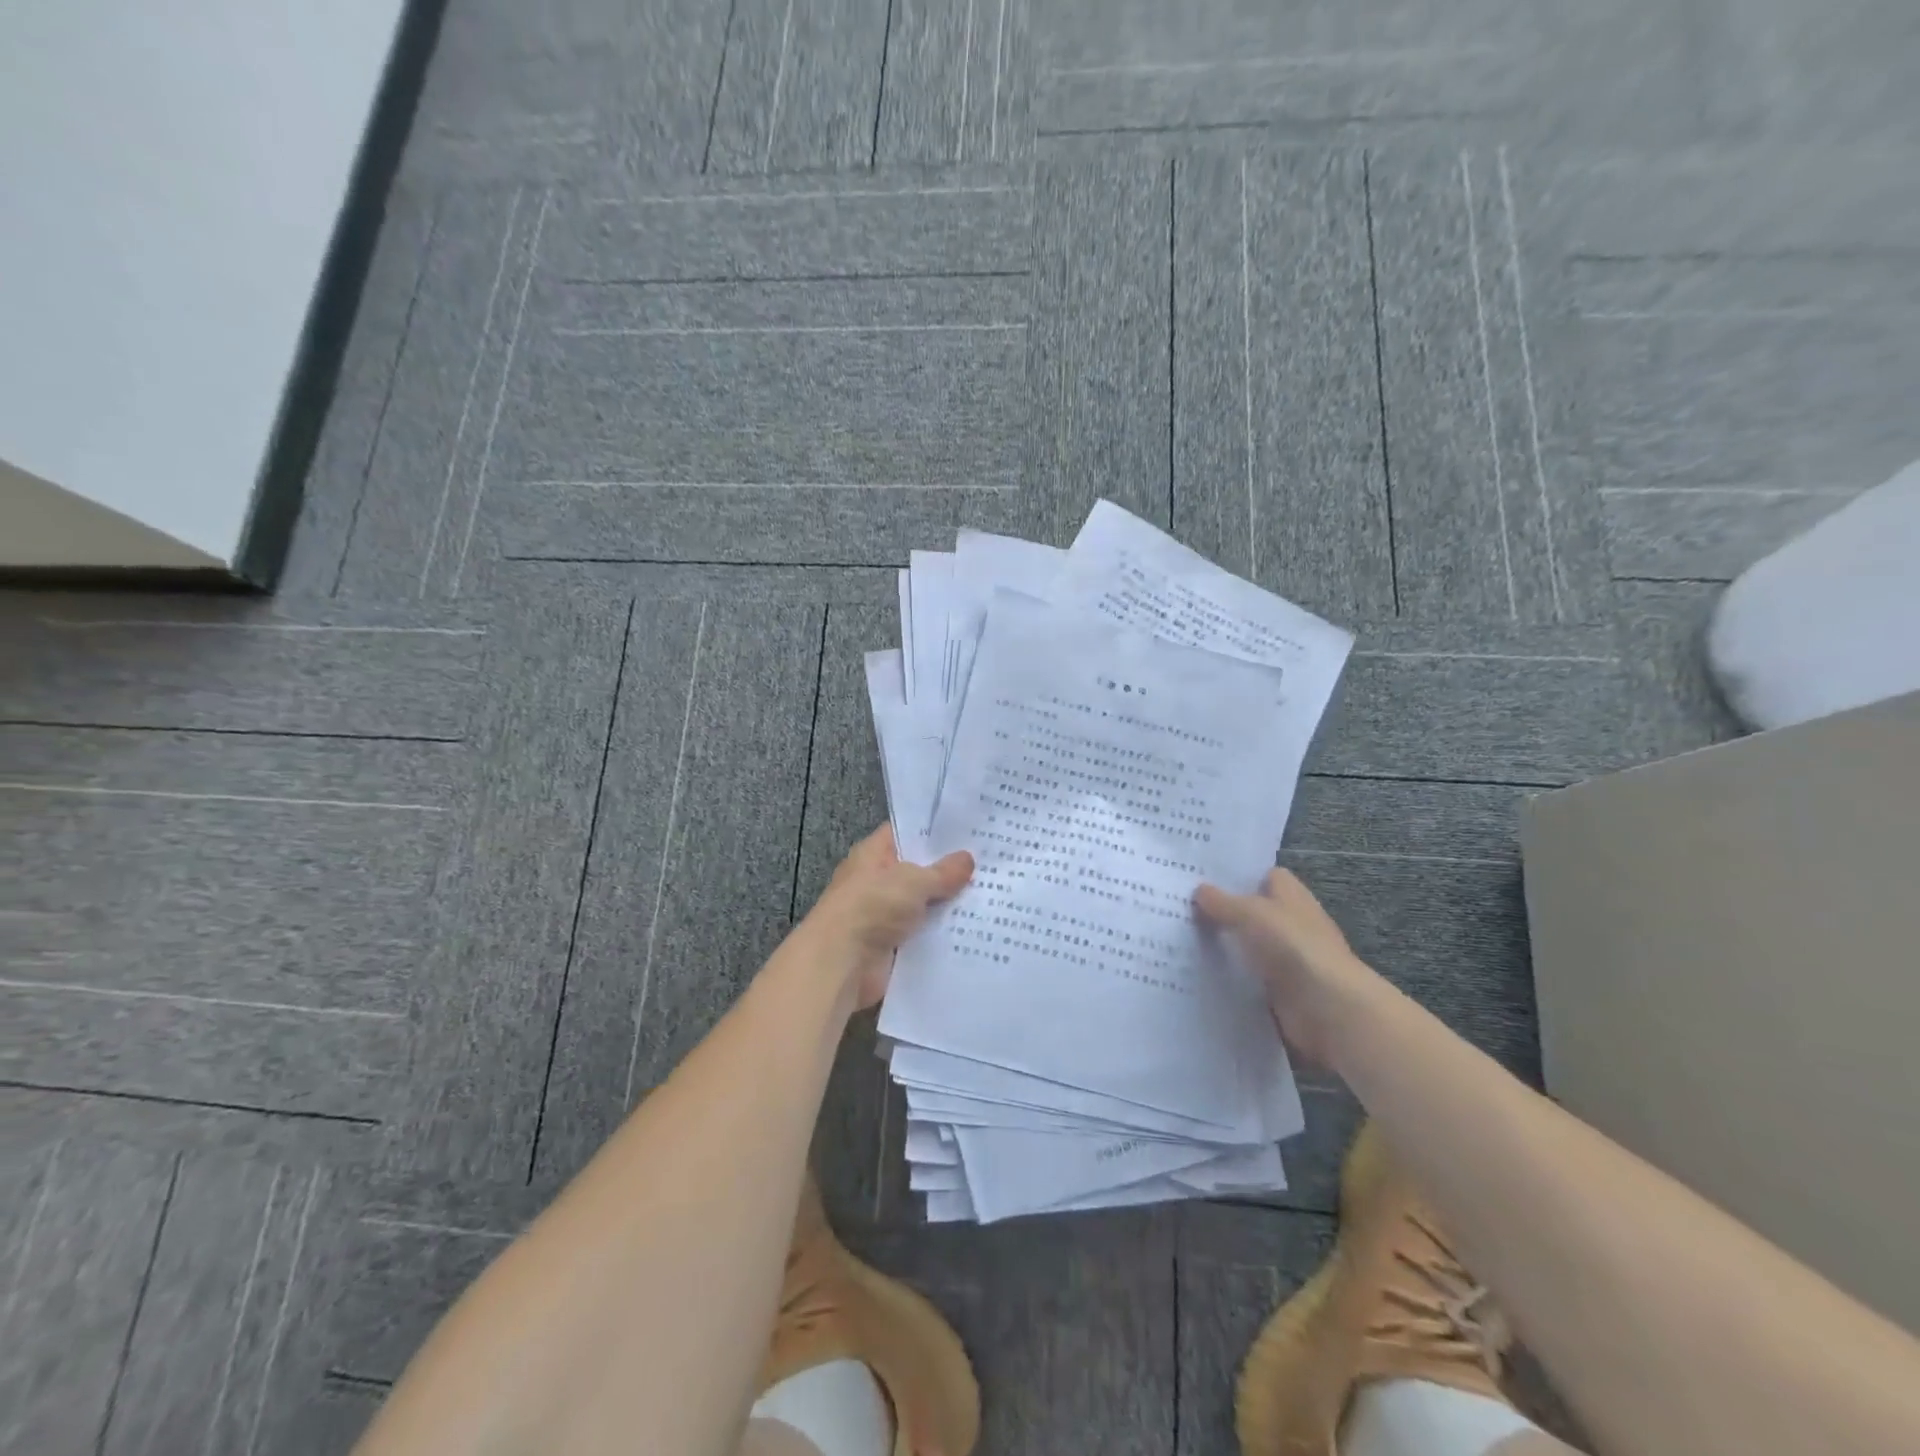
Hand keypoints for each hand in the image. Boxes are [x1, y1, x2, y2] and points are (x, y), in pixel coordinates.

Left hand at [799, 825, 972, 1011]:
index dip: (933, 830)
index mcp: (873, 854)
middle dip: (949, 870)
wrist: (840, 964)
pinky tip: (975, 929)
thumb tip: (967, 858)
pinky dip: (943, 934)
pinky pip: (923, 934)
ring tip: (991, 896)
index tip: (968, 830)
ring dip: (949, 905)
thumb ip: (942, 871)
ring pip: (924, 904)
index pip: (905, 833)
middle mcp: (877, 881)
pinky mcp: (892, 945)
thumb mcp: (912, 881)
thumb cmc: (872, 907)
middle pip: (918, 870)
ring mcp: (884, 914)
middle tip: (989, 863)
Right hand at [1193, 867, 1380, 1067]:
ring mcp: (1288, 960)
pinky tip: (1197, 974)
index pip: (1267, 876)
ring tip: (1180, 940)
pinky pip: (1249, 979)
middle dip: (1224, 912)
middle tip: (1181, 908)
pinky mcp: (1281, 992)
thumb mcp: (1250, 914)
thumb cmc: (1293, 947)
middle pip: (1255, 913)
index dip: (1240, 875)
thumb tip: (1199, 890)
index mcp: (1292, 897)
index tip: (1203, 877)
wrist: (1328, 1009)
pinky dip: (1229, 978)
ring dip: (1224, 947)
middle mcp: (1292, 925)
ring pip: (1249, 947)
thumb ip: (1222, 901)